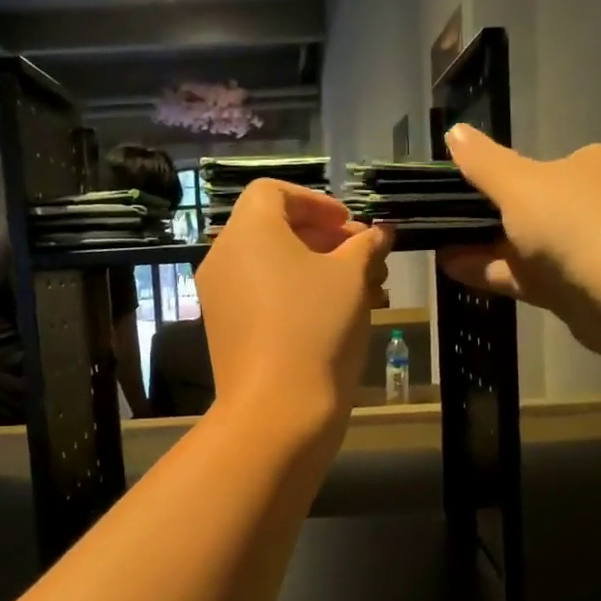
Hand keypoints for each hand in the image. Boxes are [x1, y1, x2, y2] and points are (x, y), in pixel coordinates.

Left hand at [195, 181, 390, 438]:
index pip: (273, 192)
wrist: (277, 409)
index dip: (316, 202)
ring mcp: (220, 296)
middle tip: (366, 257)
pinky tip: (338, 316)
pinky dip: (297, 294)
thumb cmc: (316, 327)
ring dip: (318, 269)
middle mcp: (224, 257)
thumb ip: (366, 245)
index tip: (349, 226)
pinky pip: (263, 296)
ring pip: (272, 266)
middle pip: (274, 229)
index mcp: (248, 231)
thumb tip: (379, 233)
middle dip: (325, 238)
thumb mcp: (352, 277)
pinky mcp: (226, 330)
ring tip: (365, 289)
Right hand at [438, 124, 600, 359]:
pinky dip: (494, 273)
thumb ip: (484, 163)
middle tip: (440, 223)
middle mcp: (596, 204)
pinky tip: (454, 270)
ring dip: (483, 248)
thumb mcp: (520, 184)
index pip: (541, 168)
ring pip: (527, 247)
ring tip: (437, 249)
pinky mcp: (579, 292)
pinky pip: (528, 277)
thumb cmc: (577, 221)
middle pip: (531, 209)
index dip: (497, 178)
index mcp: (593, 166)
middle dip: (486, 219)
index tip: (457, 191)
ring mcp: (589, 251)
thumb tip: (453, 131)